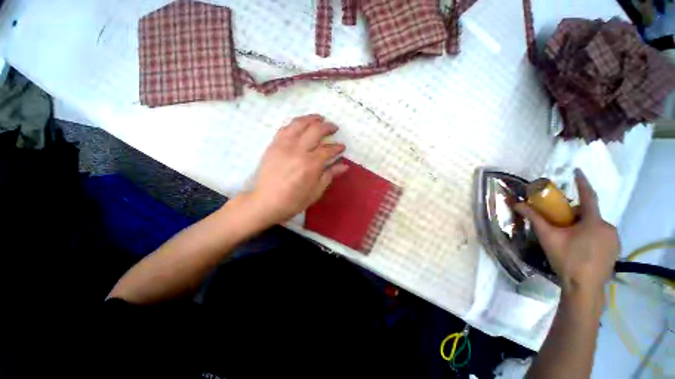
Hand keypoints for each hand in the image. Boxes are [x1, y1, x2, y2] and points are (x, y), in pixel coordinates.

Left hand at [245, 114, 347, 225]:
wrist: (266, 202)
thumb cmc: (294, 201)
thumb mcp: (316, 191)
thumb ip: (330, 175)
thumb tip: (345, 165)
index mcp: (311, 164)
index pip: (328, 150)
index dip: (337, 147)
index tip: (342, 147)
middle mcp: (298, 150)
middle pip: (315, 131)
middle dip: (327, 127)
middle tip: (334, 128)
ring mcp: (284, 145)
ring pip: (299, 124)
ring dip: (312, 119)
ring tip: (319, 118)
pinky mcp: (273, 145)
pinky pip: (285, 128)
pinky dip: (295, 123)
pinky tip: (300, 124)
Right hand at [514, 169, 618, 294]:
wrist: (584, 288)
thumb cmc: (567, 259)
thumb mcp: (548, 237)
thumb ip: (535, 219)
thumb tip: (517, 204)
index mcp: (594, 222)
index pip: (588, 197)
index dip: (582, 183)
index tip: (578, 171)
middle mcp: (609, 227)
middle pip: (590, 214)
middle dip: (575, 214)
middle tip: (561, 223)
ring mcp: (615, 239)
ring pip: (595, 225)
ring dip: (583, 226)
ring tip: (569, 238)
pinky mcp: (615, 250)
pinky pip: (601, 235)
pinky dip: (590, 235)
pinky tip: (581, 247)